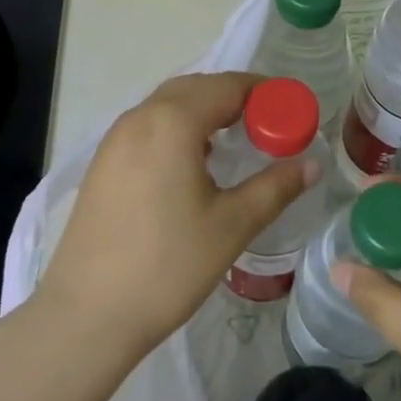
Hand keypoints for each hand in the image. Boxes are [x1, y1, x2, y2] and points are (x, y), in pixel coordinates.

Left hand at [35, 72, 316, 366]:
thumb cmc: (168, 266)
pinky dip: (177, 128)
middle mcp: (140, 118)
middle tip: (268, 125)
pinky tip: (193, 164)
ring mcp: (115, 139)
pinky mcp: (102, 163)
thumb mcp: (232, 225)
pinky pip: (148, 127)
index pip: (227, 86)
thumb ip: (276, 187)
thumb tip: (313, 164)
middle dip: (234, 97)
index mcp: (172, 122)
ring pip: (167, 105)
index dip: (264, 92)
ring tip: (235, 141)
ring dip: (204, 111)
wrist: (87, 314)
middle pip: (195, 88)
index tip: (291, 111)